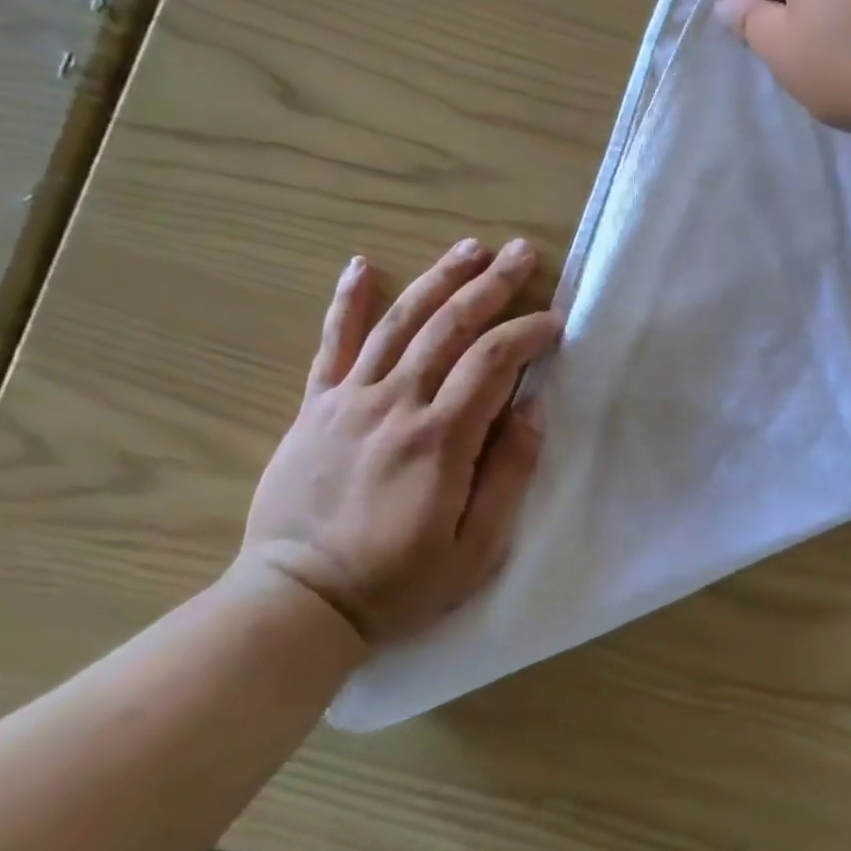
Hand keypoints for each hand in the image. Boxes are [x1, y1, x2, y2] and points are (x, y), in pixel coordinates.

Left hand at [238, 240, 560, 647]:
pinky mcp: (316, 407)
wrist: (296, 602)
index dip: (528, 332)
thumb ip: (509, 474)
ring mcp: (350, 400)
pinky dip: (347, 302)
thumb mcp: (476, 549)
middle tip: (521, 253)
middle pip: (449, 325)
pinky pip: (332, 344)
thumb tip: (533, 408)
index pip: (492, 361)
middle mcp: (395, 404)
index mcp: (439, 438)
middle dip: (491, 284)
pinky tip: (362, 265)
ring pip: (399, 322)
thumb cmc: (397, 582)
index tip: (555, 321)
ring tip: (469, 247)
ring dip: (438, 278)